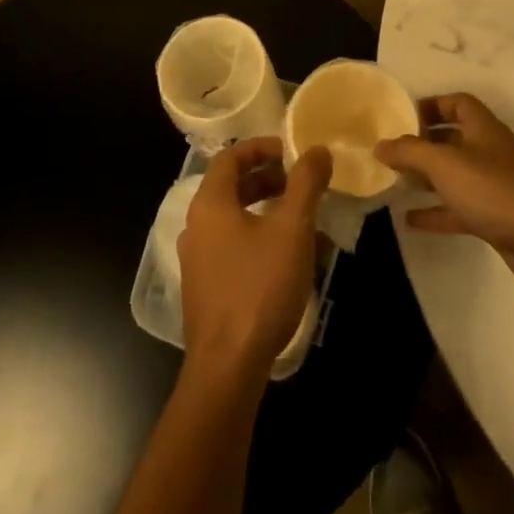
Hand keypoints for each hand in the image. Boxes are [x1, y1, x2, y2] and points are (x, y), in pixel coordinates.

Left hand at [179, 138, 331, 379]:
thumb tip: (317, 149)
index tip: (293, 151)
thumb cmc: (259, 287)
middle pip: (232, 187)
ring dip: (269, 212)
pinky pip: (234, 247)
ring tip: (305, 221)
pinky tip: (292, 260)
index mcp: (210, 203)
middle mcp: (196, 225)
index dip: (262, 147)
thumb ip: (305, 184)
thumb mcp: (292, 230)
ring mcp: (198, 259)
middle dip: (269, 179)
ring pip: (236, 219)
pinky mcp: (206, 287)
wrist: (228, 366)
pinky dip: (261, 240)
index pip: (230, 156)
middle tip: (302, 184)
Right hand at [377, 94, 513, 303]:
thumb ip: (410, 152)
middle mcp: (490, 153)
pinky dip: (437, 212)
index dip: (432, 104)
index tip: (403, 117)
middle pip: (453, 139)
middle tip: (391, 153)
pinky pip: (460, 209)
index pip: (458, 103)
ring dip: (427, 179)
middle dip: (423, 144)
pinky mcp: (497, 219)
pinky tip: (410, 220)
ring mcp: (495, 187)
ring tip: (395, 183)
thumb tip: (380, 145)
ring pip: (455, 176)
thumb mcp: (446, 165)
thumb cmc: (497, 191)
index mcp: (483, 129)